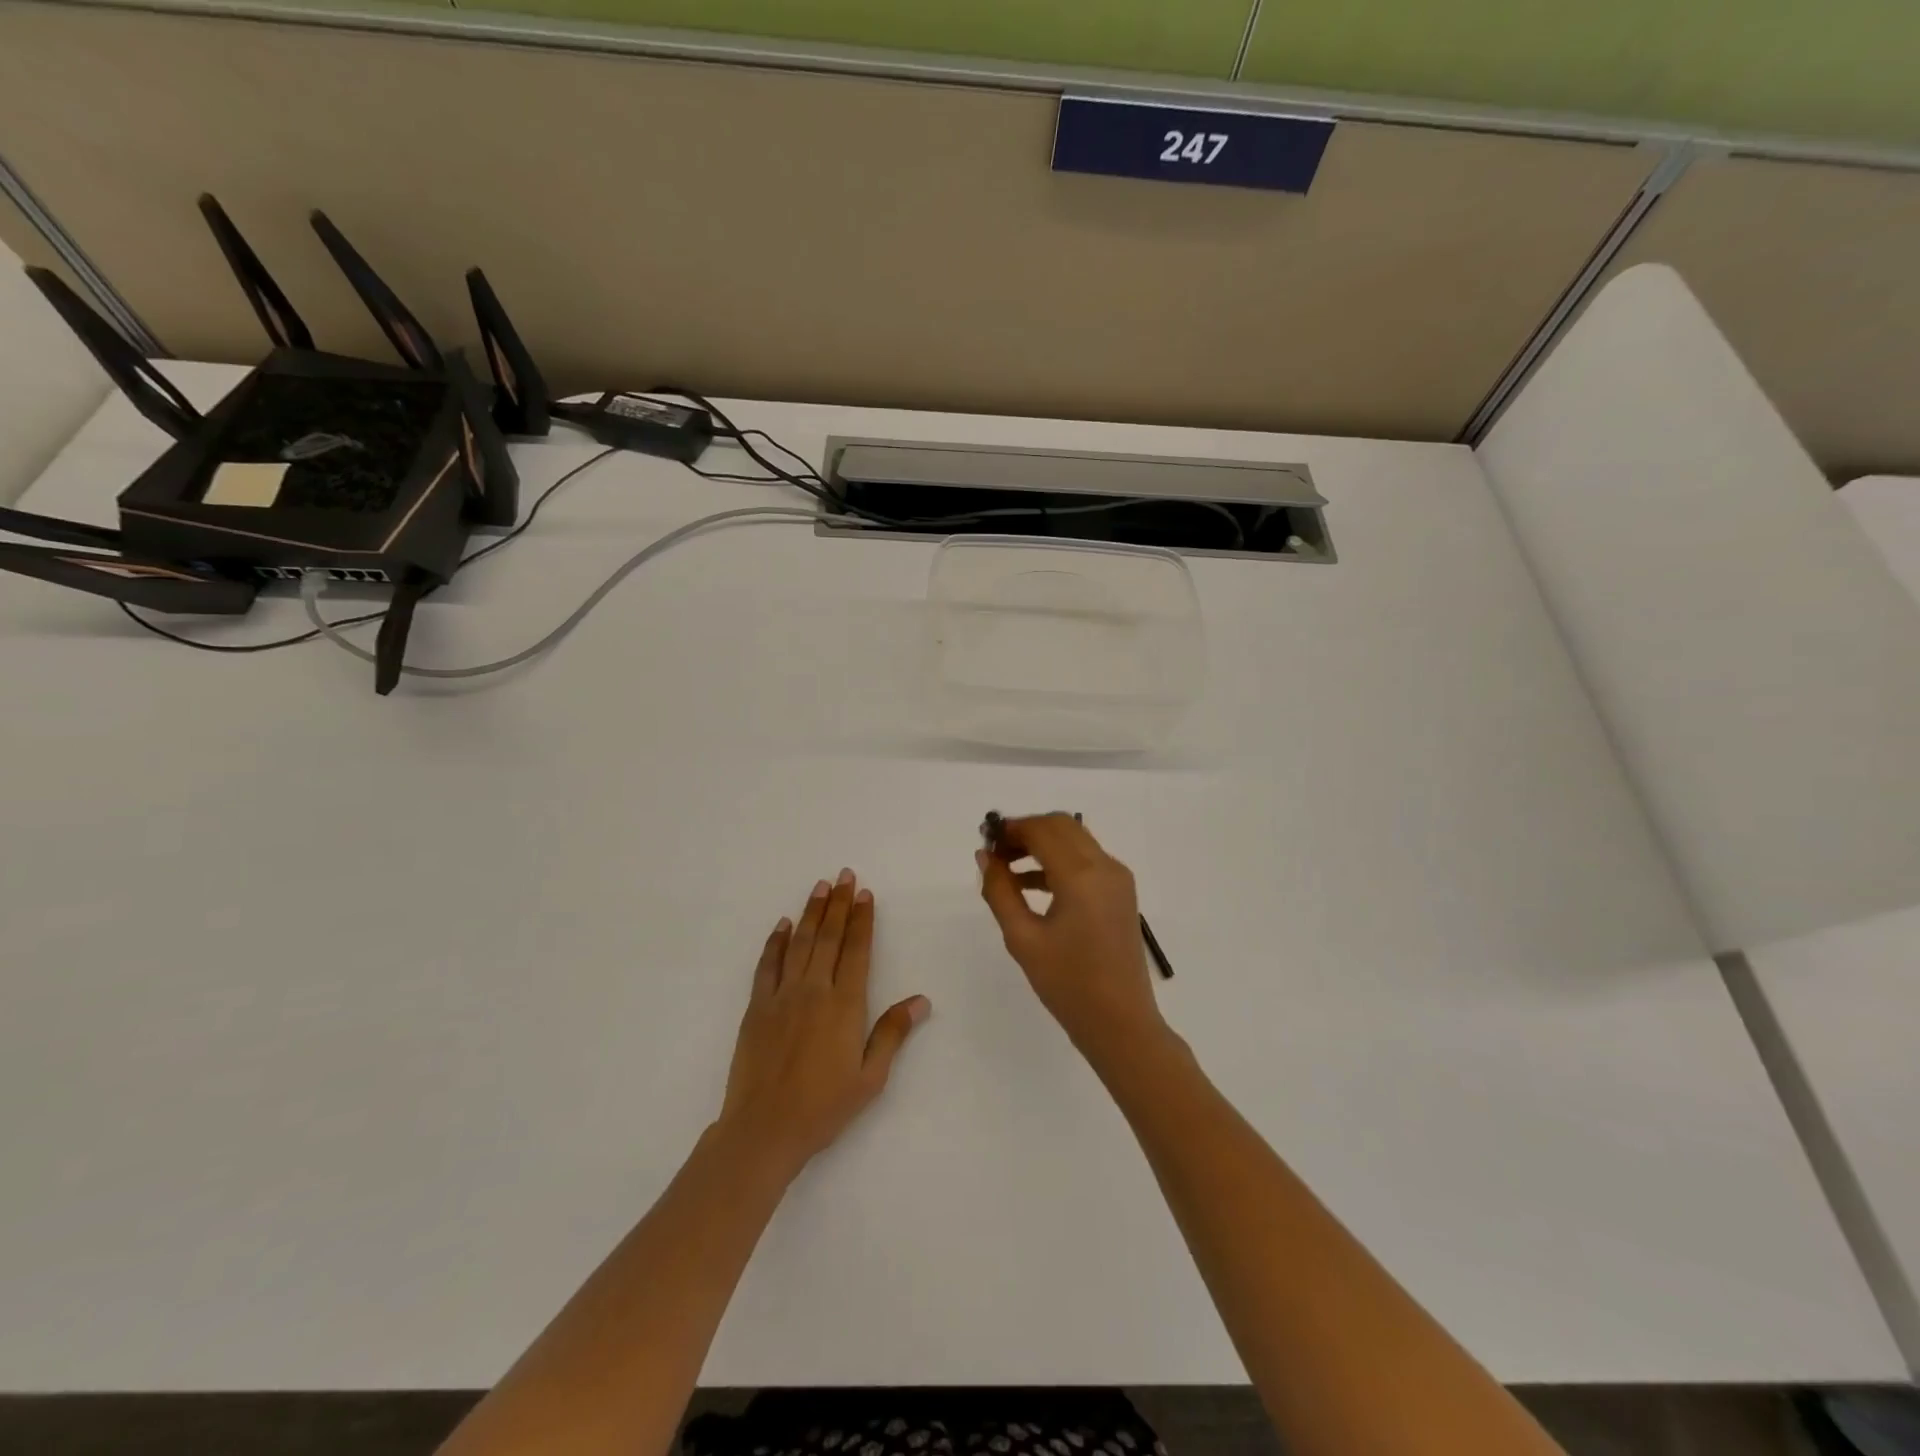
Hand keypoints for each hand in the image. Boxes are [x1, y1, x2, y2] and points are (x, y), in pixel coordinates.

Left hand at [717, 870, 929, 1179]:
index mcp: (845, 1005)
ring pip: (799, 943)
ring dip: (811, 912)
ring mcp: (782, 996)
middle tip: (844, 875)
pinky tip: (783, 925)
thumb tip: (921, 1000)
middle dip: (838, 904)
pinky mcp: (756, 1007)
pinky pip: (767, 965)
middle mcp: (814, 990)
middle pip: (828, 937)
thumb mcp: (870, 1077)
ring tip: (820, 886)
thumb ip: (892, 1033)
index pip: (857, 951)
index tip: (865, 894)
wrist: (764, 1129)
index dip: (862, 920)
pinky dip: (775, 942)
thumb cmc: (824, 1107)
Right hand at [977, 815, 1168, 1064]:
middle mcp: (1104, 866)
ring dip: (1042, 844)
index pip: (1042, 830)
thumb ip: (1000, 891)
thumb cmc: (1067, 984)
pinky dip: (1058, 861)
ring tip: (1006, 868)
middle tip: (995, 852)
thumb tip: (985, 857)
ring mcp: (1117, 878)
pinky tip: (1030, 884)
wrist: (1120, 1022)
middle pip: (1061, 825)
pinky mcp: (1121, 892)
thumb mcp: (1023, 938)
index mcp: (1081, 875)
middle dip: (1026, 831)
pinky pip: (1086, 860)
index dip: (1010, 829)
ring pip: (1075, 840)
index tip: (984, 840)